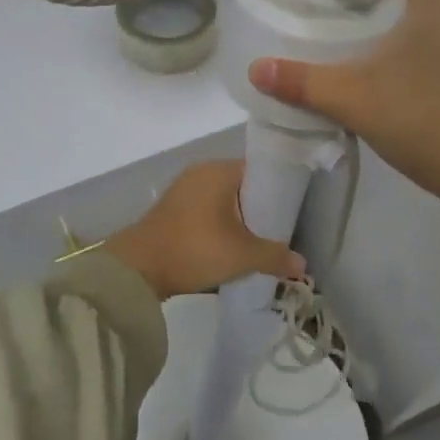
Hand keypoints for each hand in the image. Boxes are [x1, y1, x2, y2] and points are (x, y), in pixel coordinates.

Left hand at [105, 161, 306, 300]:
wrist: (138, 269)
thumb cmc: (195, 249)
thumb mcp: (242, 255)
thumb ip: (275, 256)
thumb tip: (301, 263)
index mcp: (219, 170)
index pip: (260, 169)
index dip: (280, 189)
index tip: (295, 211)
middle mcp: (201, 173)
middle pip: (243, 186)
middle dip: (262, 209)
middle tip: (282, 231)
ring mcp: (184, 191)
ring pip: (225, 202)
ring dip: (241, 221)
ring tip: (261, 243)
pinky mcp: (173, 211)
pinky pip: (208, 213)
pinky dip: (222, 227)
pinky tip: (233, 248)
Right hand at [248, 0, 439, 241]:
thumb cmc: (432, 122)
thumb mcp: (358, 101)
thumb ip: (305, 83)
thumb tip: (255, 68)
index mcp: (434, 1)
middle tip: (317, 4)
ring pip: (412, 21)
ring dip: (378, 27)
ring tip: (333, 36)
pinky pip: (421, 49)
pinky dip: (393, 53)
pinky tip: (366, 74)